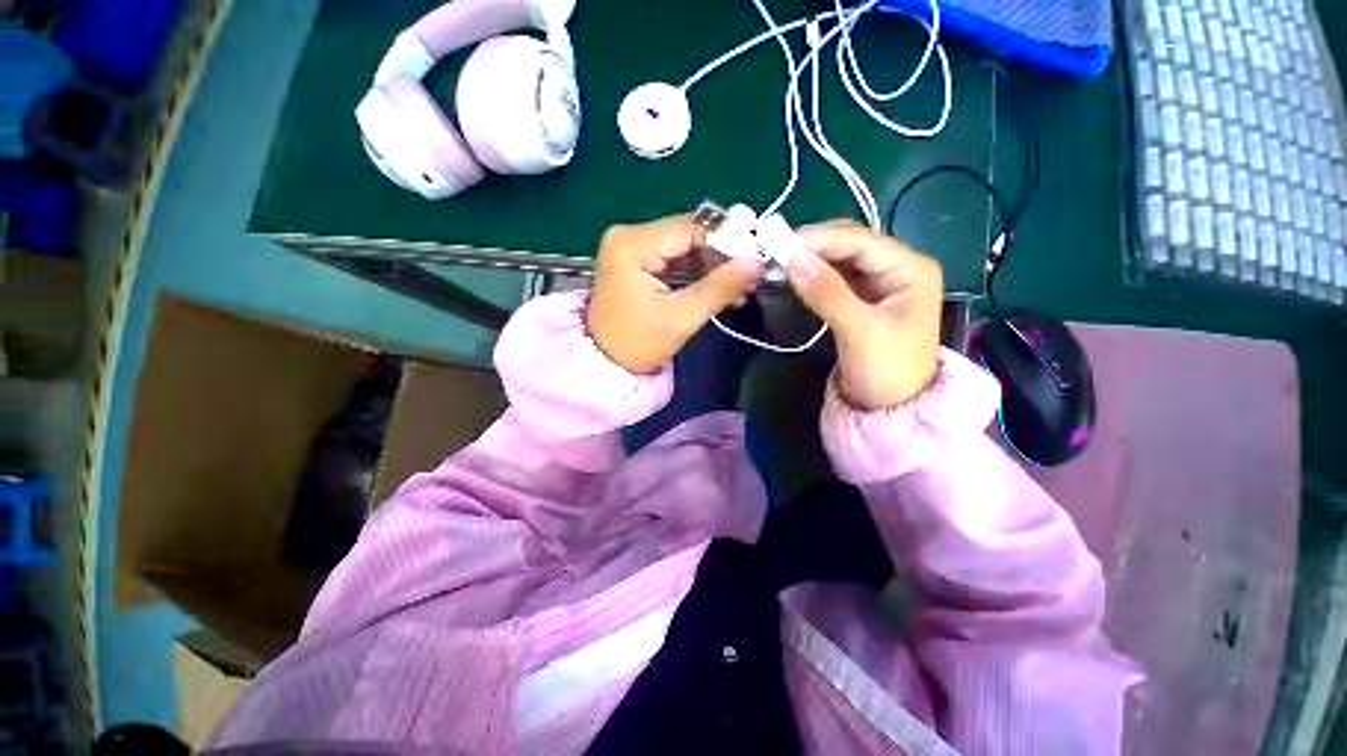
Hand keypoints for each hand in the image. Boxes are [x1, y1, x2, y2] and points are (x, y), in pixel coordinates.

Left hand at [587, 215, 764, 373]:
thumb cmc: (638, 344)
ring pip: (684, 247)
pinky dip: (696, 273)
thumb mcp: (681, 318)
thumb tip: (758, 263)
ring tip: (740, 289)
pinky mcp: (635, 262)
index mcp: (632, 244)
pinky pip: (674, 259)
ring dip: (712, 267)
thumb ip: (720, 288)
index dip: (727, 243)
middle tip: (750, 280)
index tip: (754, 264)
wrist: (604, 364)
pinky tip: (719, 288)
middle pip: (688, 235)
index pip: (691, 229)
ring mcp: (629, 248)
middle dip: (721, 258)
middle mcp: (628, 235)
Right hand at [786, 220, 942, 410]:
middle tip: (776, 252)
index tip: (780, 243)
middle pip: (849, 245)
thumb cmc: (886, 370)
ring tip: (780, 263)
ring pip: (840, 260)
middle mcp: (897, 267)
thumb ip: (827, 293)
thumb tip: (791, 260)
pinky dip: (814, 276)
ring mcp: (879, 283)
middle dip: (814, 247)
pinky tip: (795, 277)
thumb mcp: (859, 330)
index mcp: (910, 268)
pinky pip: (835, 278)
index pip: (859, 240)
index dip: (819, 239)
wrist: (892, 409)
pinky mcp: (862, 299)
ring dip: (811, 260)